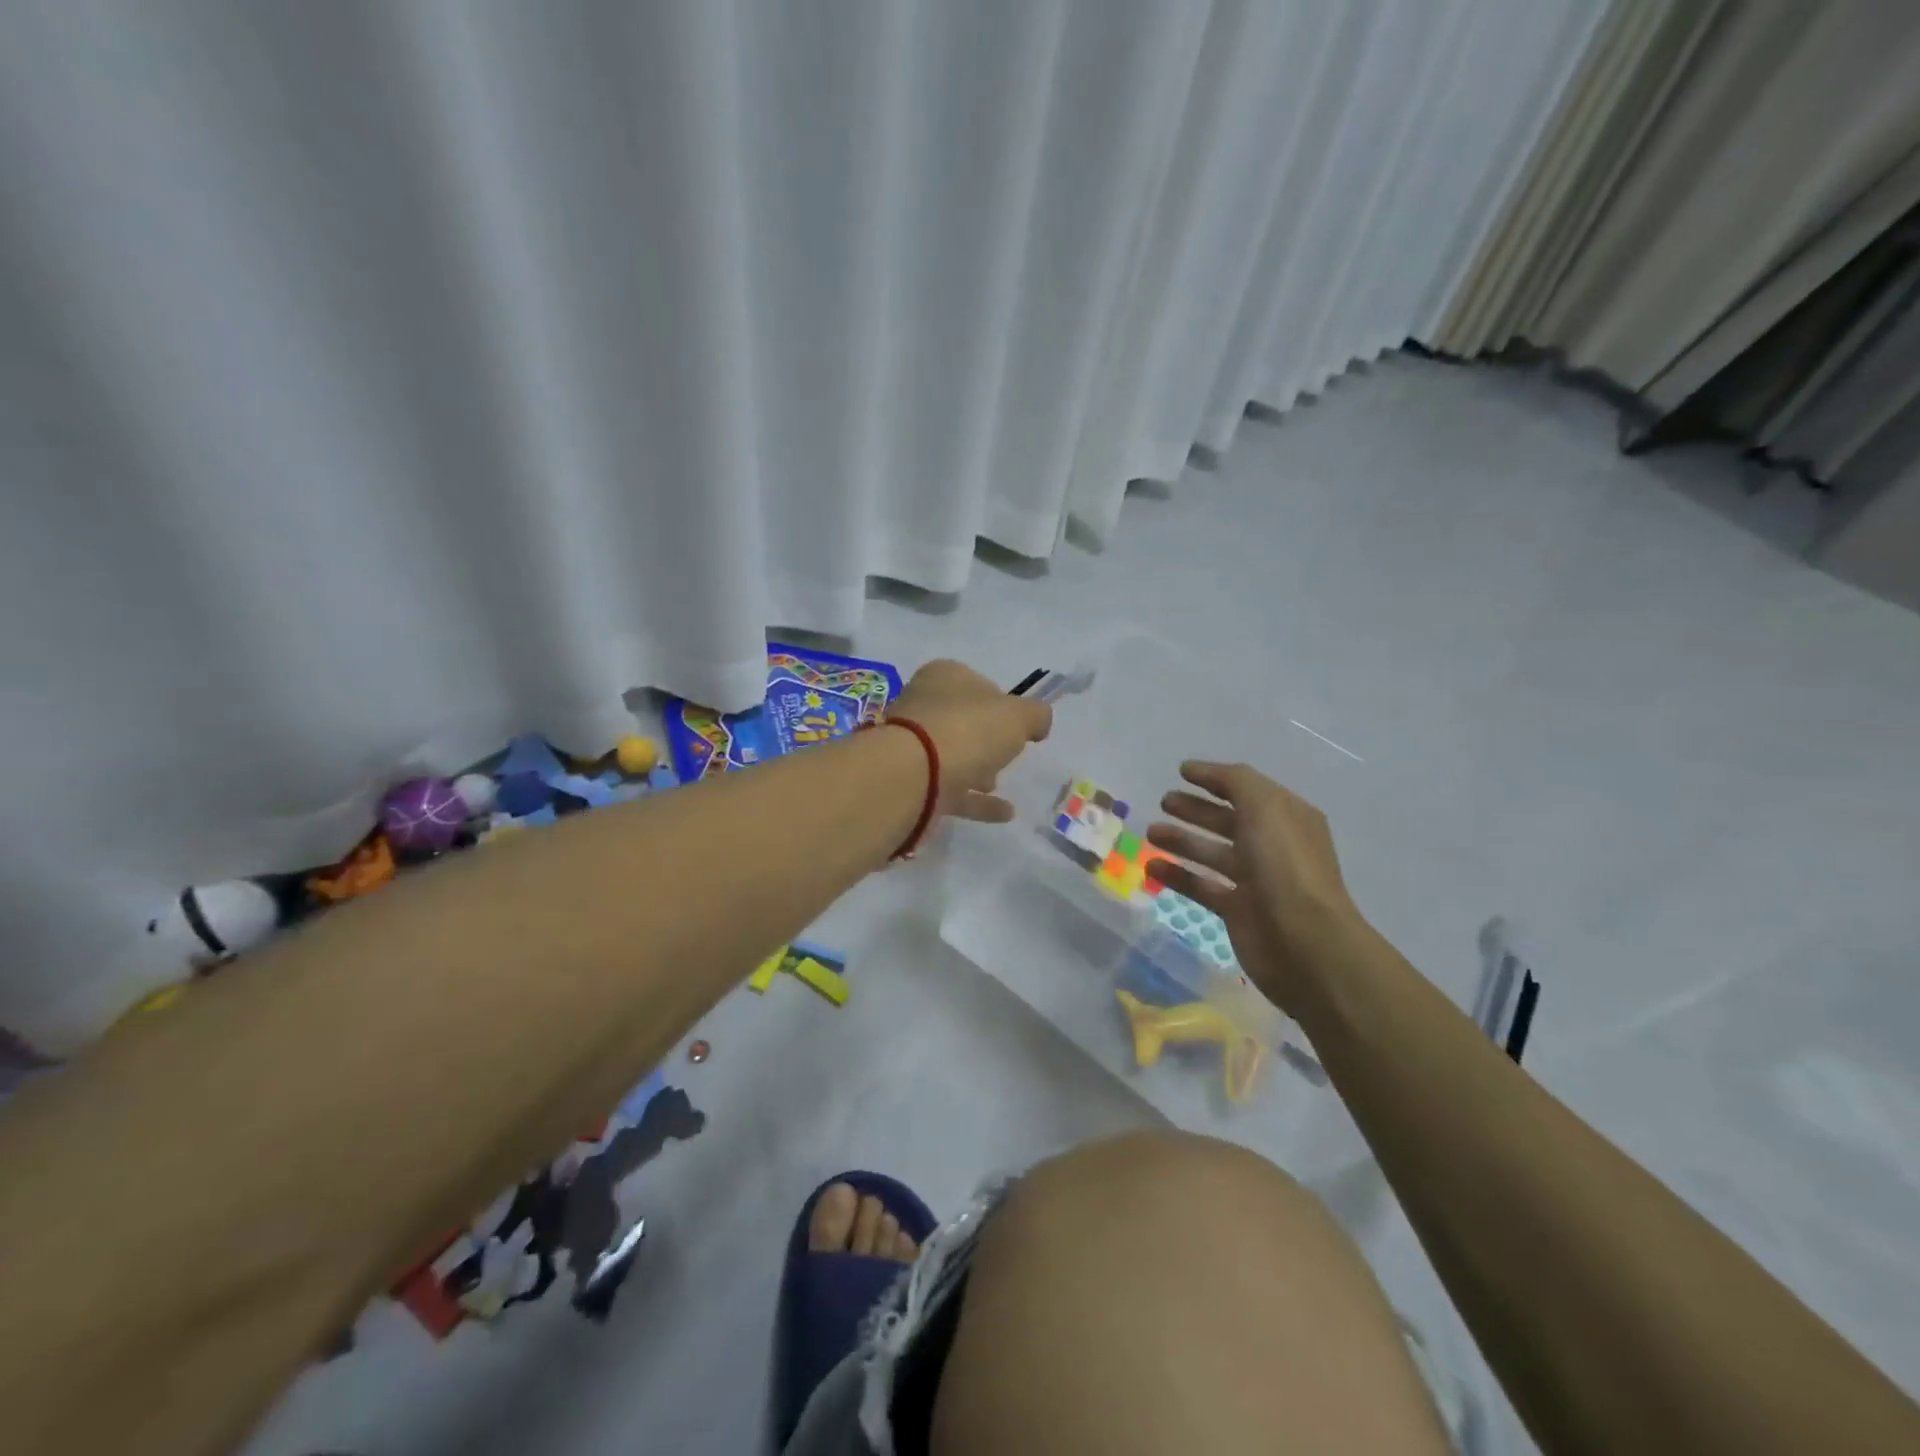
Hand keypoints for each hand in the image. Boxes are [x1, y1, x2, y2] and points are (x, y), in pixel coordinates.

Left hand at [888, 660, 1051, 822]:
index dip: (1001, 702)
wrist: (912, 776)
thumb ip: (1036, 715)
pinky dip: (977, 802)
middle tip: (1008, 754)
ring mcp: (914, 748)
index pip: (978, 683)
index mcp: (945, 677)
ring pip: (953, 756)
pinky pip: (952, 791)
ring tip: (998, 785)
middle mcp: (924, 707)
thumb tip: (1039, 722)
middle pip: (962, 721)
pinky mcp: (913, 784)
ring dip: (977, 769)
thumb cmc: (967, 731)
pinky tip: (1005, 813)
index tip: (1019, 724)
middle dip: (985, 738)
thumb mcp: (1017, 716)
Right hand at [1146, 761, 1367, 1013]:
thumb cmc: (1285, 866)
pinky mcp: (1237, 910)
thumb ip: (1234, 782)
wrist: (1305, 942)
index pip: (1246, 789)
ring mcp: (1255, 880)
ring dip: (1182, 840)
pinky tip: (1151, 868)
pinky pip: (1202, 886)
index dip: (1215, 778)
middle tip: (1163, 802)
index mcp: (1286, 817)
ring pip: (1212, 853)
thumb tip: (1201, 770)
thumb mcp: (1264, 807)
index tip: (1181, 771)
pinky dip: (1177, 876)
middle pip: (1228, 820)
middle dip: (1196, 809)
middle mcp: (1272, 845)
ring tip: (1150, 833)